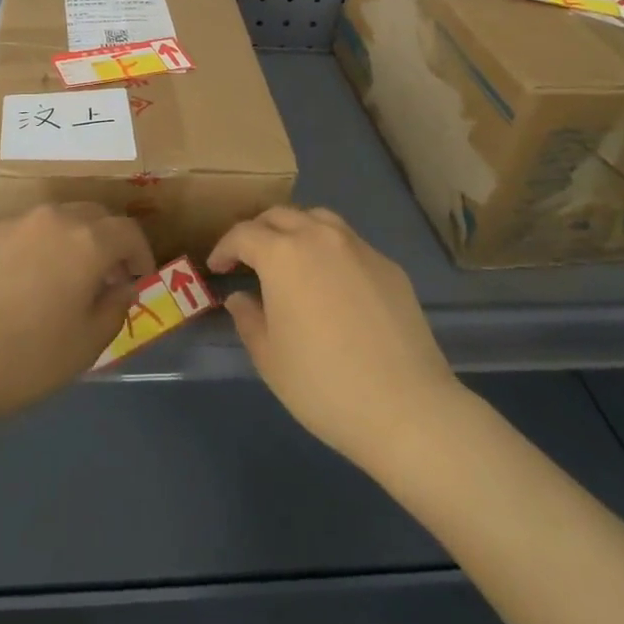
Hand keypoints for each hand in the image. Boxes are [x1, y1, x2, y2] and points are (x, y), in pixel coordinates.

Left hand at [0, 203, 152, 432]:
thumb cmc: (20, 358)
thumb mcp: (83, 347)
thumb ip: (113, 309)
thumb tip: (122, 286)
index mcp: (86, 241)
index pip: (128, 231)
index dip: (140, 254)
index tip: (137, 280)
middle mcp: (52, 218)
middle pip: (93, 215)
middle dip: (107, 241)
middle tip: (104, 277)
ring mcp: (11, 222)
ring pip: (55, 219)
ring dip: (69, 241)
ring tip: (60, 279)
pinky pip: (20, 232)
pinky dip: (33, 248)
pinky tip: (17, 284)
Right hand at [209, 206, 458, 467]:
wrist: (406, 408)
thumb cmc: (323, 385)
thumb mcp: (269, 358)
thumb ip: (248, 319)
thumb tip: (240, 298)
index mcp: (282, 254)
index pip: (243, 234)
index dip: (224, 248)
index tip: (217, 267)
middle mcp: (319, 237)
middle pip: (280, 215)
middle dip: (258, 231)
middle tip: (248, 259)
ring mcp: (358, 247)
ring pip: (318, 219)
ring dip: (295, 230)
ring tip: (290, 258)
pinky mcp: (388, 265)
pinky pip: (349, 243)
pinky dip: (330, 250)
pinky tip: (332, 282)